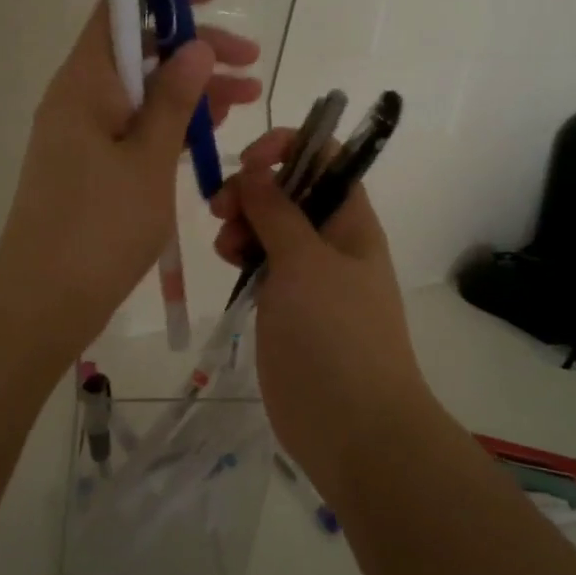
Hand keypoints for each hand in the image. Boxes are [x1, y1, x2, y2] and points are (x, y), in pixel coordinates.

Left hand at [0, 0, 260, 345]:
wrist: (44, 301)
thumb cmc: (99, 227)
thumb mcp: (148, 160)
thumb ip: (174, 100)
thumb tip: (195, 47)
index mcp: (84, 82)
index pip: (118, 8)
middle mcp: (79, 97)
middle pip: (140, 51)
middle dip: (196, 50)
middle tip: (250, 62)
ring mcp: (83, 132)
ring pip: (143, 91)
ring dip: (192, 90)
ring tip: (247, 98)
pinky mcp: (91, 164)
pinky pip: (135, 126)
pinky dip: (172, 123)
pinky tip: (211, 131)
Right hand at [210, 128, 431, 495]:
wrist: (353, 428)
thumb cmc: (336, 335)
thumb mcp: (306, 263)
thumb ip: (277, 212)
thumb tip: (255, 170)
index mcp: (350, 220)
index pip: (325, 156)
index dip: (287, 147)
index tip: (248, 162)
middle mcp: (331, 239)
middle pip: (289, 190)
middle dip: (253, 189)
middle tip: (222, 208)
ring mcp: (308, 275)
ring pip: (270, 227)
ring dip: (242, 222)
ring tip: (226, 246)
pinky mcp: (286, 306)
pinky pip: (262, 263)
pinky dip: (242, 254)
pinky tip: (228, 263)